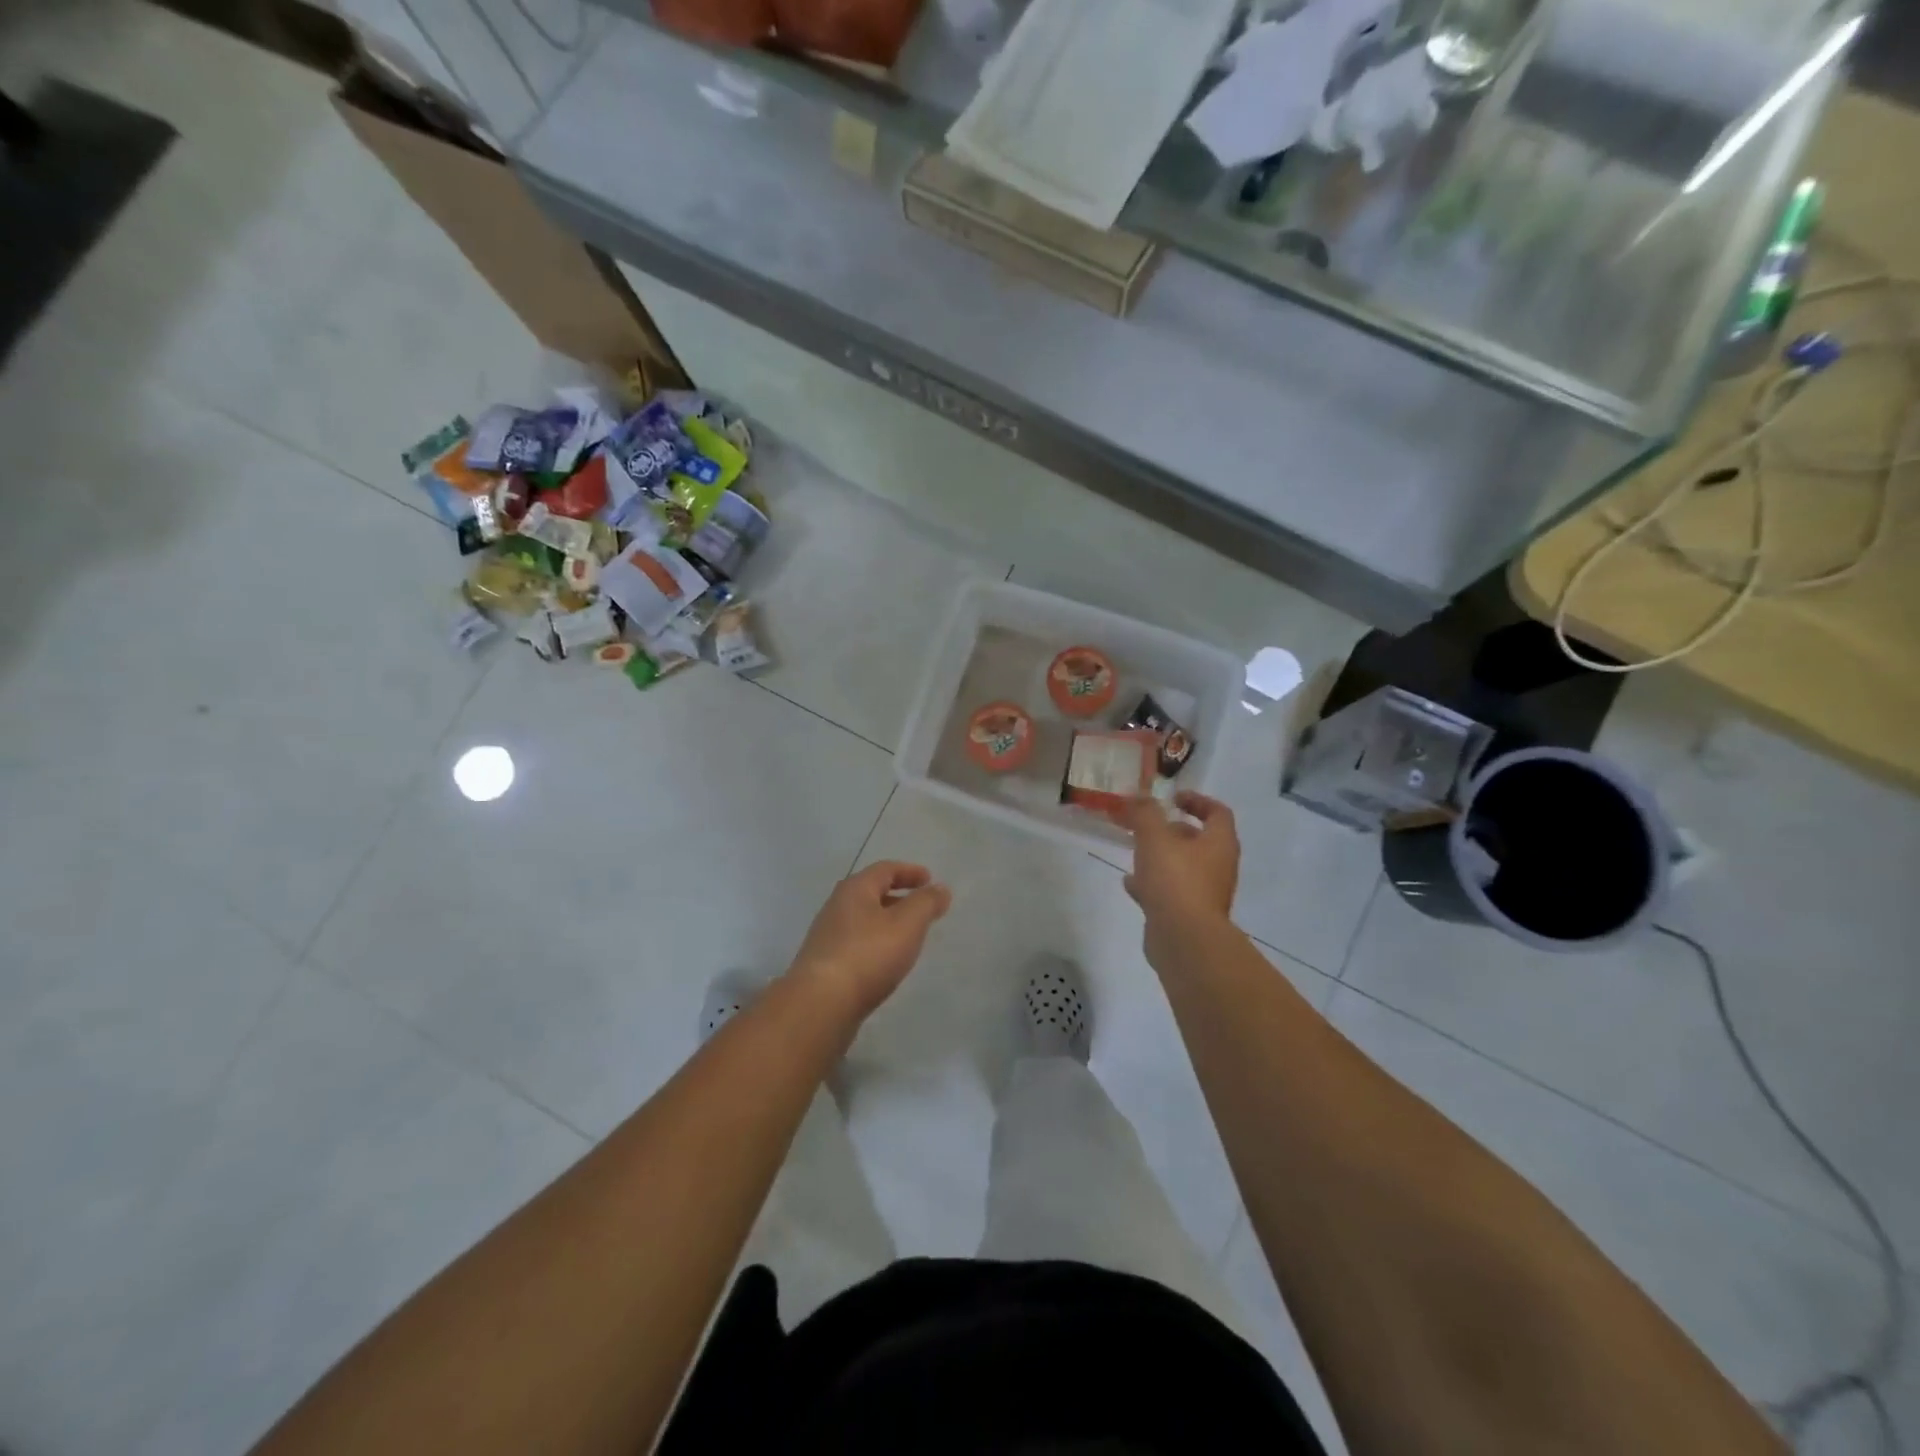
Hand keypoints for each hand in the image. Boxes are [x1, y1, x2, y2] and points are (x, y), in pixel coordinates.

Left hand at [787, 861, 952, 1018]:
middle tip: (922, 908)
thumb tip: (940, 888)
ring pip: (863, 920)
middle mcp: (837, 907)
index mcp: (855, 889)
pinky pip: (856, 944)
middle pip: (871, 893)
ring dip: (887, 923)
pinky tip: (886, 962)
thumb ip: (926, 903)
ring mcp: (827, 936)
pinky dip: (876, 944)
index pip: (885, 869)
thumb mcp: (907, 924)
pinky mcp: (825, 964)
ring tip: (908, 937)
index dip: (910, 872)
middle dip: (898, 897)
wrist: (820, 1004)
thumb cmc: (868, 955)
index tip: (930, 879)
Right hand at [1118, 792, 1239, 964]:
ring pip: (1182, 867)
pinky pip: (1170, 892)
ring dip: (1160, 857)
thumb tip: (1138, 796)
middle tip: (1146, 825)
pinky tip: (1130, 883)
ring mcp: (1204, 893)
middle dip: (1171, 830)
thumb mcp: (1154, 837)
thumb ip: (1145, 812)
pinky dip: (1152, 884)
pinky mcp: (1187, 915)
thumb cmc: (1175, 880)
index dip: (1197, 800)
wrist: (1183, 939)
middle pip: (1199, 840)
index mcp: (1219, 844)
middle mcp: (1218, 867)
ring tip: (1134, 852)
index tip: (1172, 798)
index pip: (1217, 812)